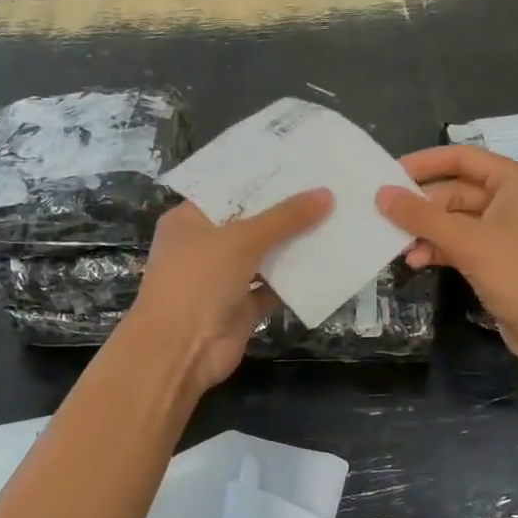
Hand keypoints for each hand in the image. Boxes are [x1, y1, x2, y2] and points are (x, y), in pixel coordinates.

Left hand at [124, 190, 333, 395]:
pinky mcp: (241, 307)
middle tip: (330, 189)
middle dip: (286, 212)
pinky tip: (329, 262)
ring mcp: (222, 279)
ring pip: (264, 256)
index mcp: (189, 220)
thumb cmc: (198, 281)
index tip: (302, 166)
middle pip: (250, 223)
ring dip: (295, 245)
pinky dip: (296, 280)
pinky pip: (273, 288)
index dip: (263, 180)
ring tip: (337, 219)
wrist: (180, 351)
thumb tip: (326, 194)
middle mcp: (204, 246)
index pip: (229, 191)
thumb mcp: (240, 240)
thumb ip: (284, 218)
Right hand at [376, 146, 517, 375]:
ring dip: (427, 232)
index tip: (387, 174)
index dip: (424, 163)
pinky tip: (417, 262)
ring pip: (456, 221)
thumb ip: (422, 217)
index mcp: (516, 182)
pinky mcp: (500, 260)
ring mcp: (507, 232)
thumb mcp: (469, 242)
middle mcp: (513, 200)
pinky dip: (440, 249)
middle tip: (384, 218)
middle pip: (455, 191)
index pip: (462, 158)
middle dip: (421, 206)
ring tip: (400, 248)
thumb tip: (382, 194)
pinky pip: (462, 244)